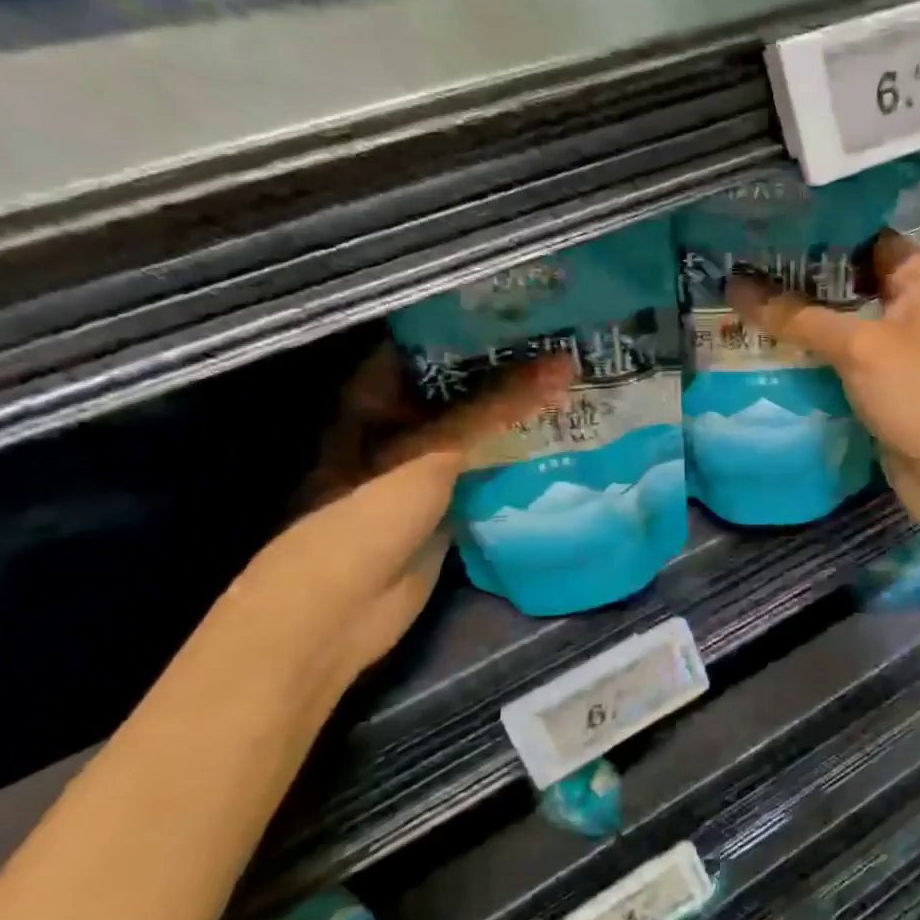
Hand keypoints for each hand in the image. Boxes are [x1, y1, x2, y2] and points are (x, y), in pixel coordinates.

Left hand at [213, 344, 573, 692]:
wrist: (341, 611)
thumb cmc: (367, 512)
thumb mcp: (432, 449)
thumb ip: (499, 407)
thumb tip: (565, 363)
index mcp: (376, 395)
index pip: (433, 342)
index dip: (478, 324)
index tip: (532, 308)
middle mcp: (400, 423)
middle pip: (462, 385)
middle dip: (510, 368)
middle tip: (570, 342)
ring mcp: (425, 465)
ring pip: (480, 429)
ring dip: (520, 414)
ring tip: (578, 382)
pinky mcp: (449, 502)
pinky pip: (490, 469)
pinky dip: (520, 456)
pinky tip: (565, 437)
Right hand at [727, 231, 919, 536]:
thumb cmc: (919, 393)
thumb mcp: (859, 346)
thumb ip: (798, 316)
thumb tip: (736, 287)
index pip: (868, 238)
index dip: (822, 233)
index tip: (771, 230)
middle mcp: (914, 306)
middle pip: (850, 281)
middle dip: (801, 278)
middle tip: (744, 264)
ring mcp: (899, 348)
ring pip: (843, 322)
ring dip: (802, 319)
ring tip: (744, 300)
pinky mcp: (884, 384)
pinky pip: (842, 358)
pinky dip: (812, 354)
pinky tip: (768, 346)